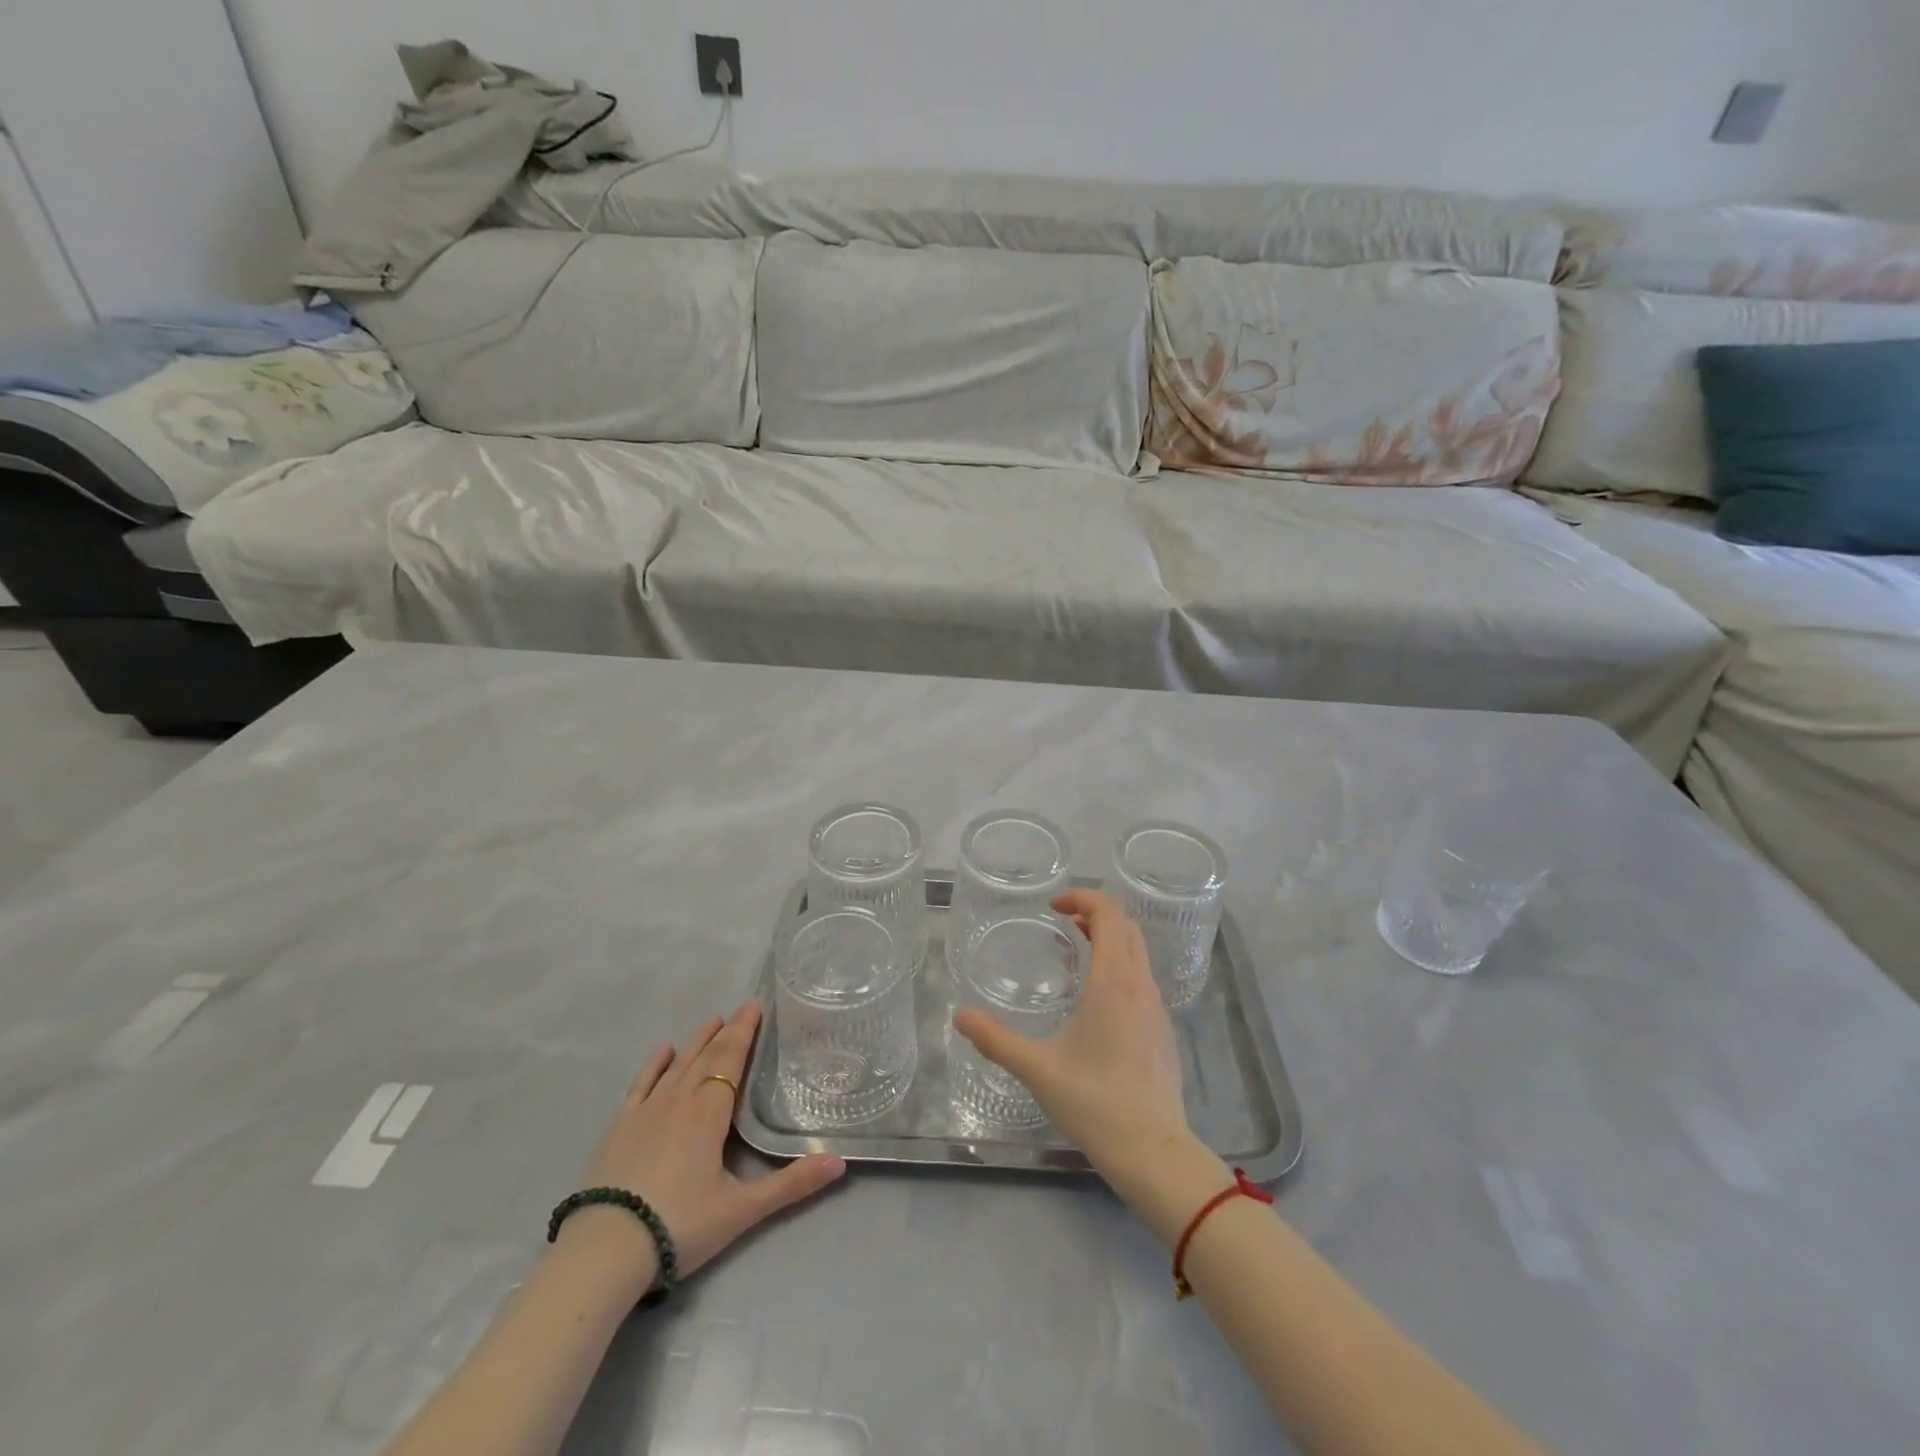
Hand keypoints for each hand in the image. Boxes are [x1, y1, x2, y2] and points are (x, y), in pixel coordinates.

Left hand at [565, 1000, 845, 1292]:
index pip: (731, 1060)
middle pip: (706, 1057)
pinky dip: (654, 1065)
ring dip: (696, 1042)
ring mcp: (646, 1112)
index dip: (744, 1031)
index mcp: (709, 1112)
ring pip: (677, 1066)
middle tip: (742, 1010)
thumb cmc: (679, 1225)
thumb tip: (840, 1161)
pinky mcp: (620, 1128)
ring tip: (711, 1021)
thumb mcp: (742, 1210)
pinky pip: (641, 1085)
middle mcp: (679, 1100)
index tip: (756, 1005)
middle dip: (727, 1032)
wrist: (604, 1252)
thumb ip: (791, 1184)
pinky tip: (663, 1050)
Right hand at [953, 889, 1188, 1177]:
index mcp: (1112, 982)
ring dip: (1110, 938)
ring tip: (1077, 953)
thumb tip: (959, 1016)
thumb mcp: (1037, 1069)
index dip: (1082, 897)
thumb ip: (996, 1040)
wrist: (1155, 1152)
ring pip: (1138, 951)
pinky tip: (1097, 999)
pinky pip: (1143, 977)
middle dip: (1095, 913)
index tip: (1053, 906)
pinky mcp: (1163, 1029)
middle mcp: (1140, 985)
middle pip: (1126, 925)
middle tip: (1063, 923)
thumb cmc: (1095, 1103)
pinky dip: (1120, 965)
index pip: (1108, 913)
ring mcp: (1157, 1007)